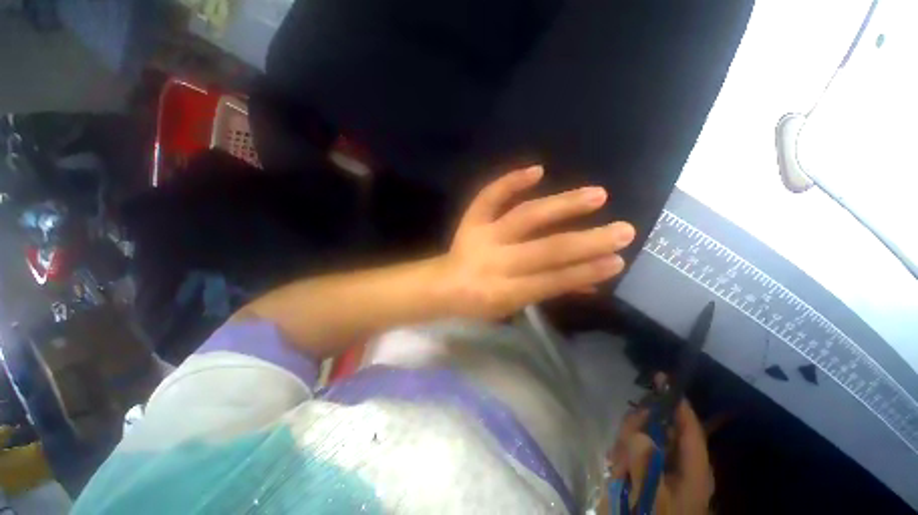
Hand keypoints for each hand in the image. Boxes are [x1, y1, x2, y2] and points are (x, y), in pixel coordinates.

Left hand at [438, 165, 635, 319]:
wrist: (444, 284)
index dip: (585, 271)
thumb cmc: (481, 301)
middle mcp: (495, 262)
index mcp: (504, 292)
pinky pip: (489, 196)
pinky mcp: (471, 220)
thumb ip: (550, 291)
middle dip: (586, 241)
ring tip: (598, 194)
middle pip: (545, 249)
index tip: (618, 260)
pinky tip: (538, 170)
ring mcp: (482, 236)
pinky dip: (511, 181)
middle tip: (623, 230)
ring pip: (525, 217)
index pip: (552, 281)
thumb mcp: (514, 306)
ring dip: (563, 205)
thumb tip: (591, 281)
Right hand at [607, 379, 714, 514]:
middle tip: (623, 439)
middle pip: (662, 428)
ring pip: (645, 435)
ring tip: (617, 467)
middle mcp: (682, 463)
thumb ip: (646, 467)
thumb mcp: (652, 499)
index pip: (690, 429)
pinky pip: (635, 448)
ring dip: (627, 445)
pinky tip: (617, 469)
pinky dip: (623, 454)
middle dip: (639, 428)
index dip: (678, 403)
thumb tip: (639, 435)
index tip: (662, 379)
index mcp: (694, 470)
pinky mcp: (650, 469)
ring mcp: (665, 466)